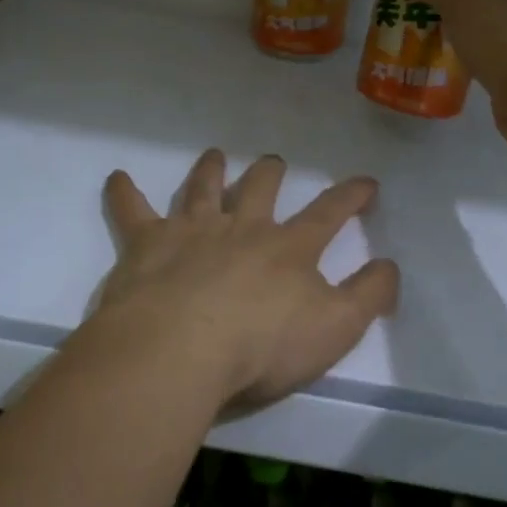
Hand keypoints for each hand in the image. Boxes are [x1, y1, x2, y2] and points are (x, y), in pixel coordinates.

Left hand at [95, 150, 399, 406]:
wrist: (181, 351)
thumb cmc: (263, 347)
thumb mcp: (336, 329)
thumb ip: (368, 296)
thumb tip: (390, 265)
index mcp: (288, 248)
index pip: (328, 213)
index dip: (351, 196)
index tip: (366, 182)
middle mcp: (242, 228)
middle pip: (260, 188)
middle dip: (271, 173)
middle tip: (274, 163)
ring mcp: (192, 231)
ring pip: (203, 189)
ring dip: (211, 170)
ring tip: (215, 155)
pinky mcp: (147, 245)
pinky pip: (132, 211)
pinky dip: (124, 193)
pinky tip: (117, 178)